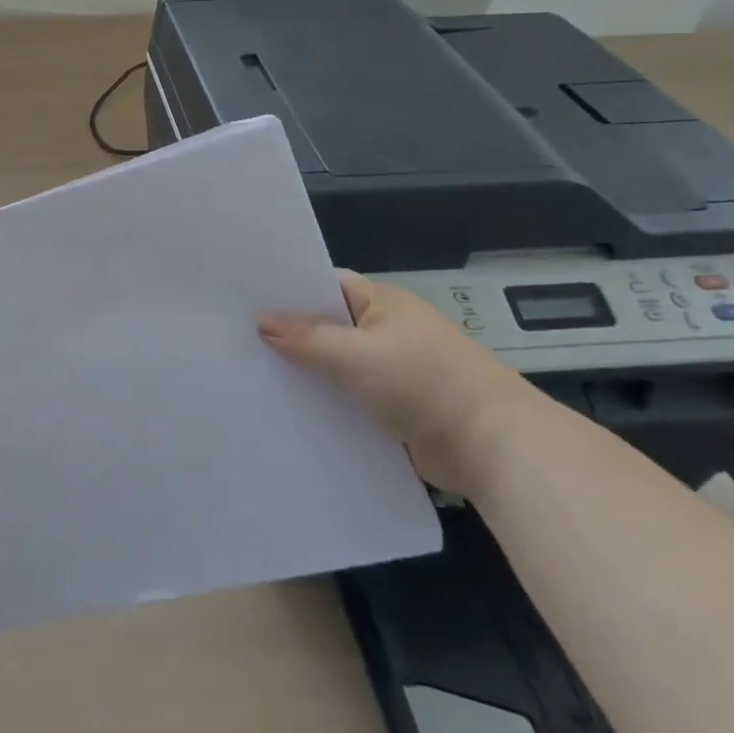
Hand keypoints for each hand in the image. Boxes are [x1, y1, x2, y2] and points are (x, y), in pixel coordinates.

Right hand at [258, 272, 539, 493]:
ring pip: (337, 364)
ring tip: (255, 373)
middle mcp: (387, 331)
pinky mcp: (396, 407)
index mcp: (383, 303)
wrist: (494, 447)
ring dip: (308, 372)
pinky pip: (350, 397)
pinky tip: (292, 408)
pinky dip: (327, 401)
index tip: (247, 299)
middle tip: (239, 338)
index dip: (289, 290)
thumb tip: (261, 322)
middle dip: (291, 334)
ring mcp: (392, 370)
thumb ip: (308, 338)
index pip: (326, 285)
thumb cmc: (425, 382)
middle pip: (328, 326)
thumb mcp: (358, 355)